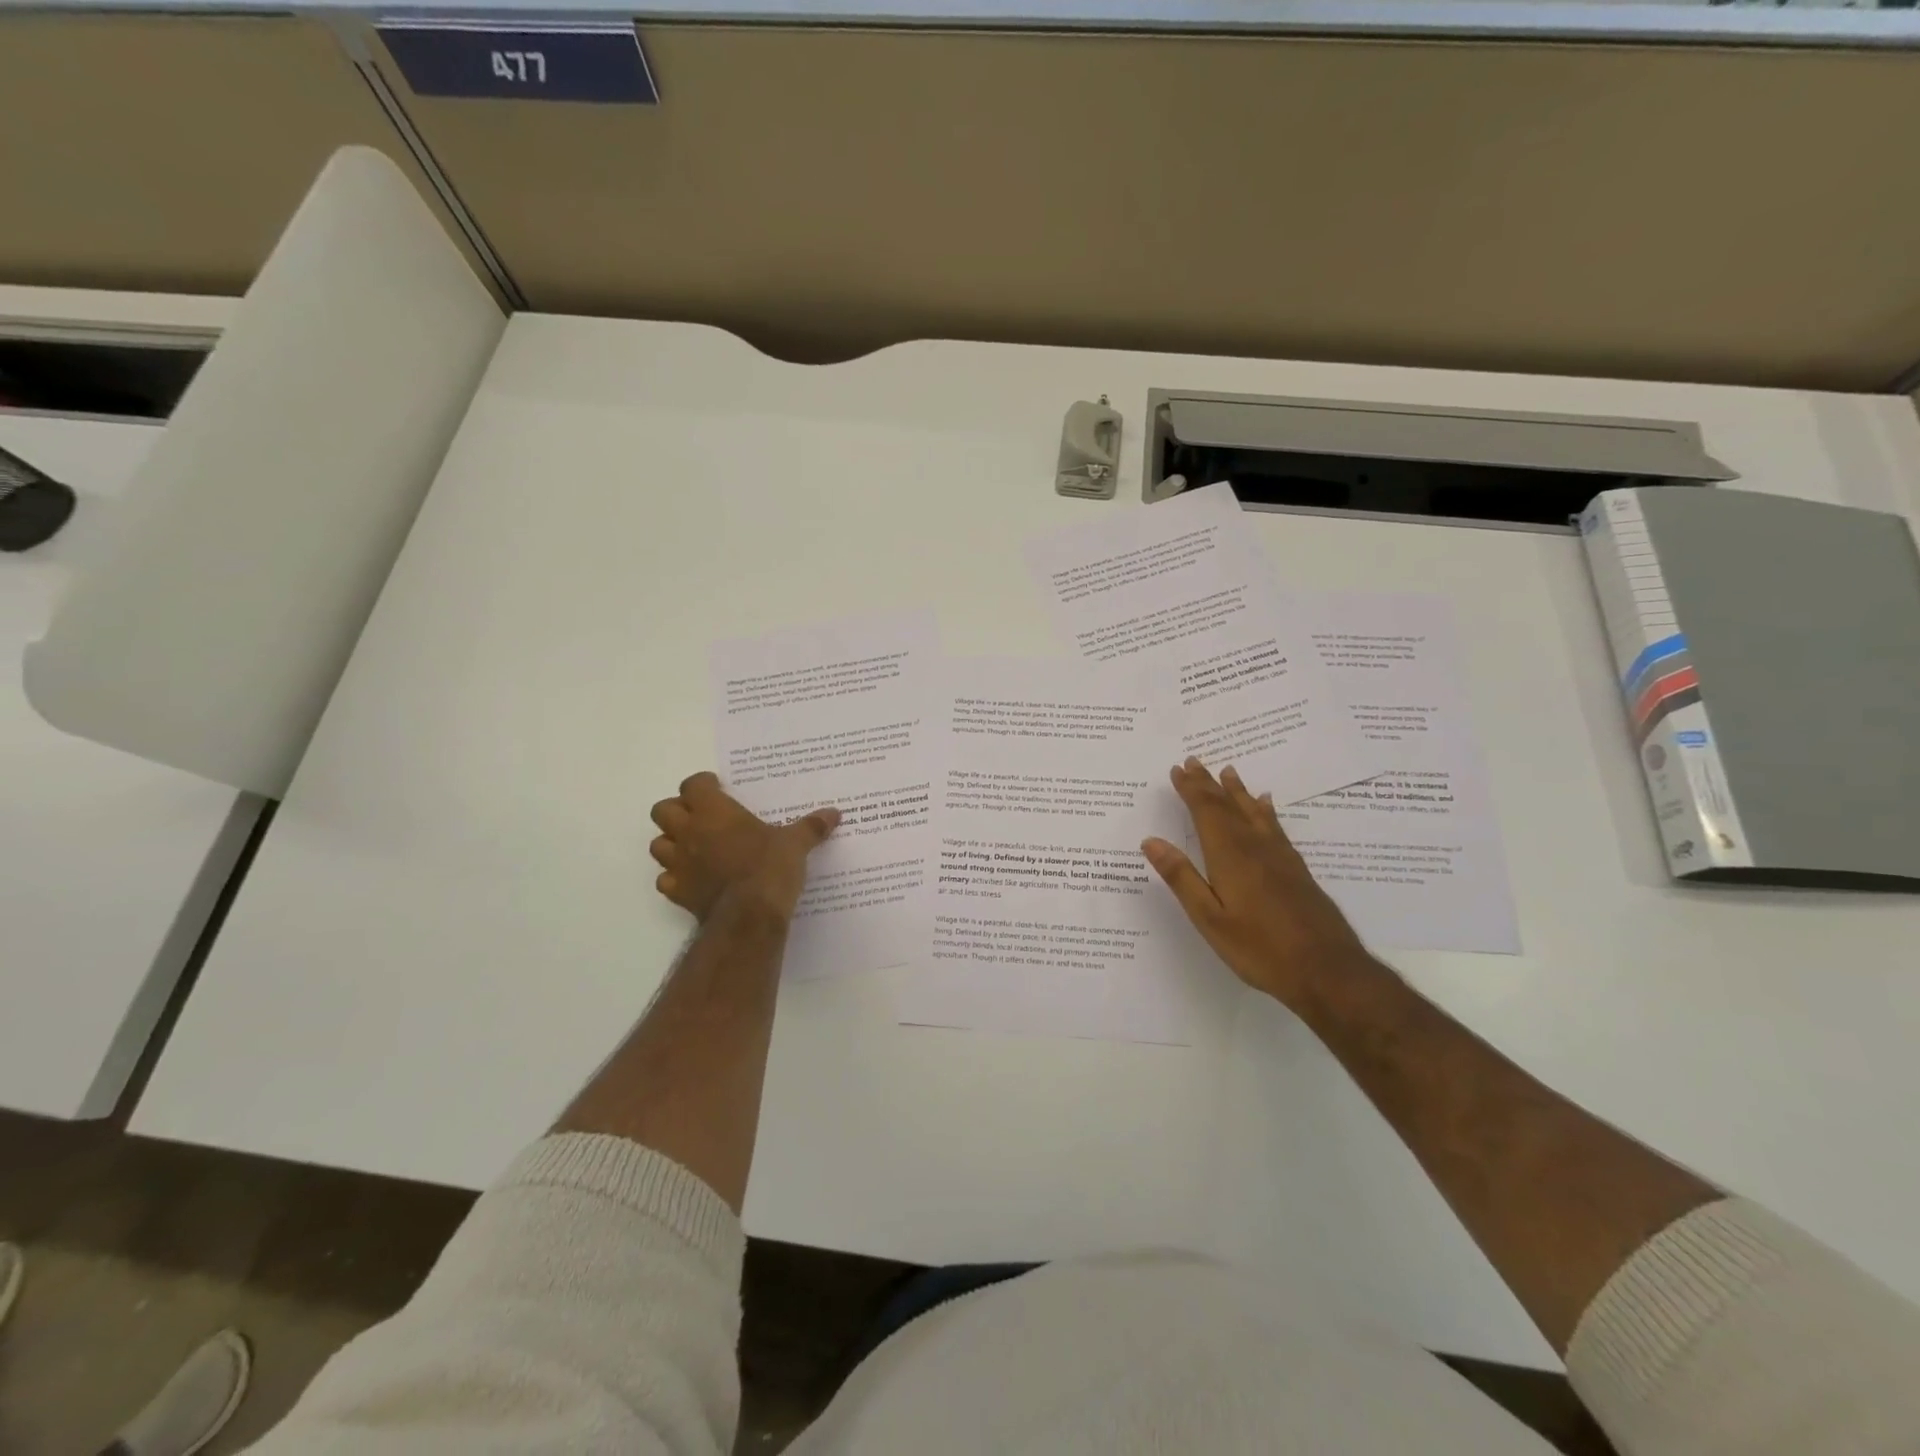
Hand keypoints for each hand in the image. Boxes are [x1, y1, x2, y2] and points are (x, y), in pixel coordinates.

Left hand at [649, 772, 839, 922]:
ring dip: (671, 842)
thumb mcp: (795, 843)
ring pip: (658, 844)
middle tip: (700, 816)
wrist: (749, 915)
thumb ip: (811, 827)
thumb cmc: (769, 867)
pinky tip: (692, 879)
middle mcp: (689, 832)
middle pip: (663, 810)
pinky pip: (665, 880)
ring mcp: (679, 863)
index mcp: (714, 811)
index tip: (717, 787)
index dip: (702, 784)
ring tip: (693, 846)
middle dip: (677, 810)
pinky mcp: (677, 892)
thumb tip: (834, 813)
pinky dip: (674, 877)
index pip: (693, 785)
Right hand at [1142, 758, 1371, 1007]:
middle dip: (1209, 784)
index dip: (1191, 789)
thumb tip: (1151, 841)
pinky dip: (1265, 811)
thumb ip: (1181, 878)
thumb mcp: (1209, 918)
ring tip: (1228, 771)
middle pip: (1228, 806)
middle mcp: (1255, 847)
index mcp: (1230, 856)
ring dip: (1237, 791)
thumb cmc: (1260, 948)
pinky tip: (1266, 805)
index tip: (1178, 769)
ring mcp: (1280, 857)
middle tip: (1195, 761)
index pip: (1206, 812)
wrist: (1328, 971)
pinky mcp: (1297, 870)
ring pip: (1253, 812)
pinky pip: (1275, 827)